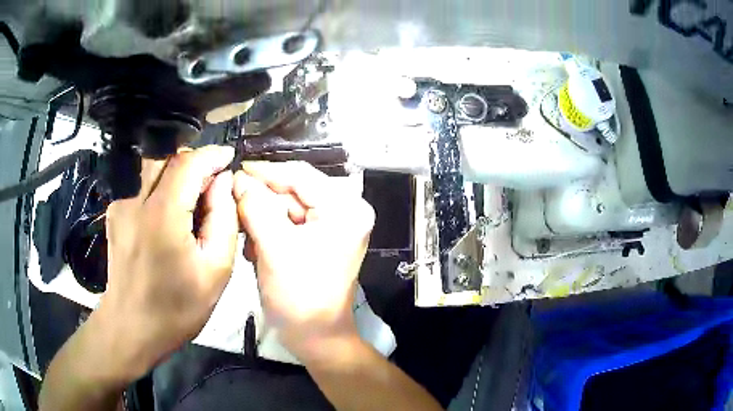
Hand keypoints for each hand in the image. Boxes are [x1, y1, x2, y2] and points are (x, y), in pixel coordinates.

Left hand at [97, 145, 237, 379]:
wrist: (131, 327)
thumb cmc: (176, 308)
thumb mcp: (216, 273)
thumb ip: (223, 221)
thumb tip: (222, 183)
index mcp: (162, 216)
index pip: (188, 163)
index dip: (211, 155)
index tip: (228, 158)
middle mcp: (135, 201)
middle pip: (167, 158)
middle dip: (193, 163)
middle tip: (210, 184)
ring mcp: (120, 205)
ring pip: (151, 167)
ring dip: (175, 172)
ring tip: (189, 199)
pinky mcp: (114, 213)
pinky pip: (140, 184)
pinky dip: (159, 187)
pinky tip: (167, 214)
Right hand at [233, 162, 374, 362]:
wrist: (316, 337)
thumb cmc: (300, 296)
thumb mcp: (274, 247)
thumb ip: (255, 207)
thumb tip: (238, 179)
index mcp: (345, 208)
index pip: (300, 175)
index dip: (265, 171)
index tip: (236, 170)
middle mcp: (344, 212)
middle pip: (293, 191)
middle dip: (261, 199)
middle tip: (231, 201)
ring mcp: (333, 227)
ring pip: (288, 208)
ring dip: (262, 218)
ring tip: (243, 231)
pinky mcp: (320, 241)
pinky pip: (290, 225)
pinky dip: (269, 231)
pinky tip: (255, 246)